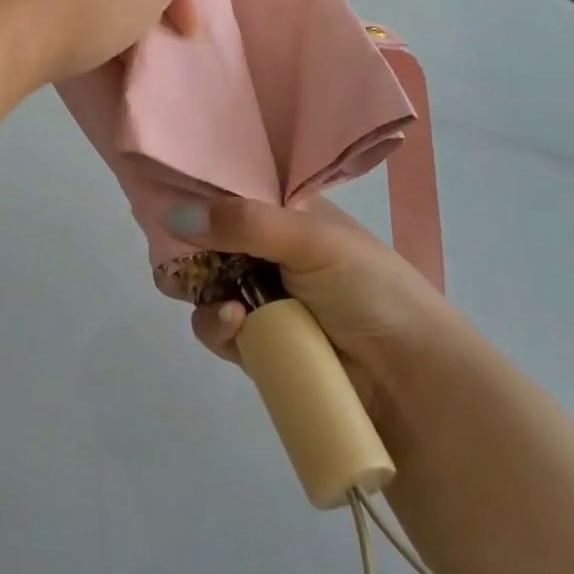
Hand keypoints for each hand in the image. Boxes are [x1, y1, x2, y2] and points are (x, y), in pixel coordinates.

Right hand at [180, 198, 456, 422]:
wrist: (411, 381)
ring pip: (203, 285)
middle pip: (206, 240)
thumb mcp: (309, 239)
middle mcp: (267, 251)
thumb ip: (242, 222)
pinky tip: (233, 325)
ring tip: (222, 302)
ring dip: (199, 290)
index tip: (162, 195)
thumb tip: (172, 215)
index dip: (197, 193)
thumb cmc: (368, 289)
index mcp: (285, 214)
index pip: (229, 192)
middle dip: (184, 247)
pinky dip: (215, 325)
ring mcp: (259, 298)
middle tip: (176, 256)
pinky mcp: (254, 344)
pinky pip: (215, 328)